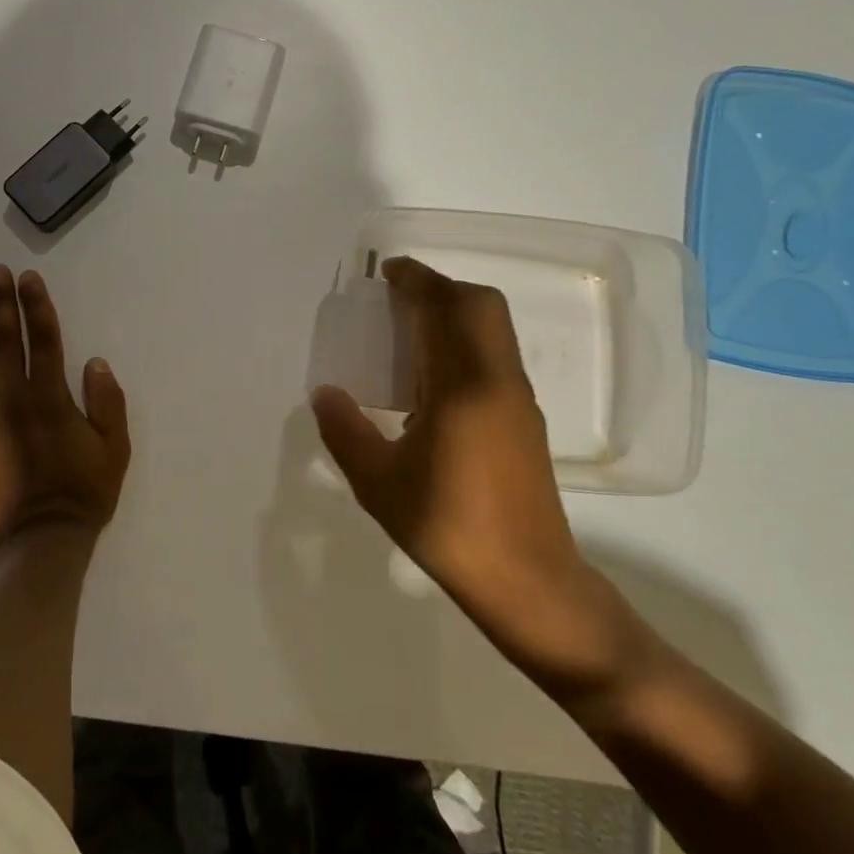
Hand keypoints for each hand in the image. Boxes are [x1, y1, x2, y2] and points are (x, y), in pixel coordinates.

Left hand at [0, 265, 130, 558]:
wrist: (41, 541)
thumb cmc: (84, 493)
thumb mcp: (115, 449)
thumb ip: (107, 403)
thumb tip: (95, 362)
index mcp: (54, 399)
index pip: (45, 341)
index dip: (37, 307)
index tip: (28, 279)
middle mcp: (17, 400)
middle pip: (9, 343)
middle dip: (3, 305)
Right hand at [310, 257, 646, 702]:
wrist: (528, 581)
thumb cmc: (448, 527)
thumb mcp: (379, 483)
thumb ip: (346, 431)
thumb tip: (325, 393)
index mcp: (462, 386)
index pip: (444, 308)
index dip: (417, 280)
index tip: (387, 273)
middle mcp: (497, 379)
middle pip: (480, 305)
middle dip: (440, 287)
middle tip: (398, 298)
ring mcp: (517, 398)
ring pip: (493, 329)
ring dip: (455, 313)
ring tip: (409, 332)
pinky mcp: (525, 419)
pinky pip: (494, 355)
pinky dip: (465, 341)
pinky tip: (432, 380)